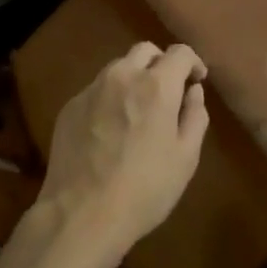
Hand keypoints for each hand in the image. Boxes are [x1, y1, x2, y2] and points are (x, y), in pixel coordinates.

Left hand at [38, 42, 209, 256]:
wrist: (80, 216)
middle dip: (161, 63)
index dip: (193, 62)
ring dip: (134, 77)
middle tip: (168, 90)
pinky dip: (110, 97)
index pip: (179, 52)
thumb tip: (193, 90)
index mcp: (156, 85)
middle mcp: (122, 76)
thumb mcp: (186, 158)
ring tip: (138, 108)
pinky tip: (111, 128)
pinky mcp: (70, 107)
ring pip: (118, 67)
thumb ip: (195, 115)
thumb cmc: (144, 189)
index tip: (197, 80)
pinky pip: (97, 90)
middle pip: (145, 51)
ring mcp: (91, 89)